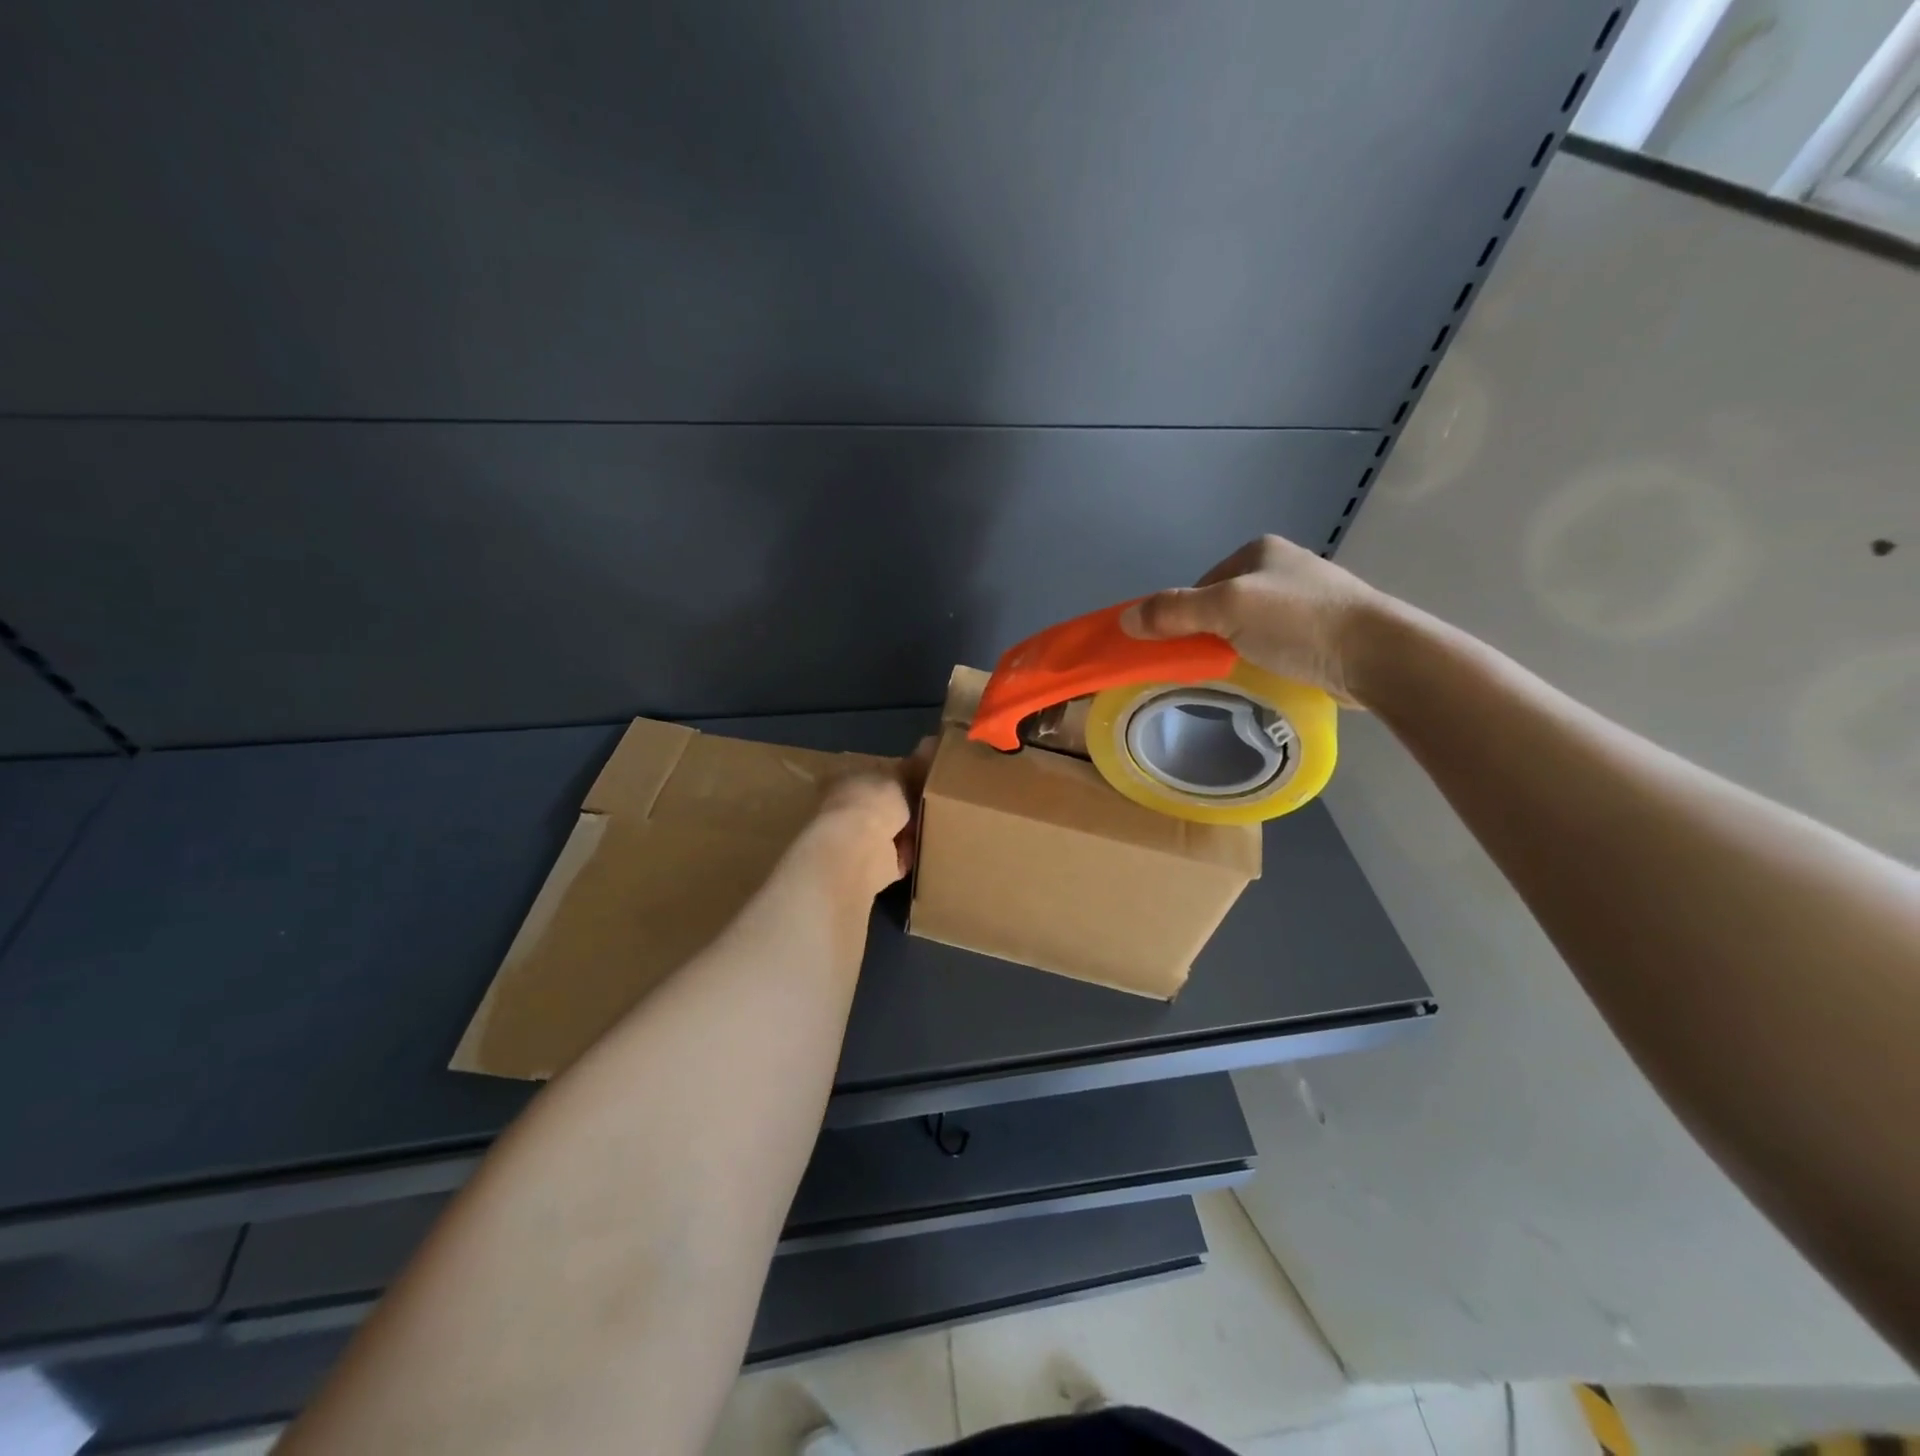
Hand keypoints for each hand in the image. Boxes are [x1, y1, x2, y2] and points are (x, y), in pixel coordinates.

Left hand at [809, 737, 937, 896]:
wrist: (858, 851)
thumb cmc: (872, 800)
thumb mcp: (899, 773)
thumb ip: (915, 765)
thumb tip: (931, 742)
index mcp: (845, 778)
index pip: (873, 771)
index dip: (899, 772)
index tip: (924, 773)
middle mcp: (847, 807)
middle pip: (884, 802)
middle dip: (907, 803)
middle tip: (938, 798)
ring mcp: (857, 838)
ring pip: (892, 829)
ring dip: (911, 829)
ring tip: (941, 821)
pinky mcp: (871, 865)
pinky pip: (899, 856)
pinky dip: (912, 852)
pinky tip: (932, 844)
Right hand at [1123, 534, 1391, 705]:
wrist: (1377, 654)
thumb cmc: (1298, 622)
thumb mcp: (1226, 609)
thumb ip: (1174, 611)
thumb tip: (1125, 620)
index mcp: (1258, 550)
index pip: (1200, 584)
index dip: (1183, 616)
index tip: (1181, 648)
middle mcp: (1283, 567)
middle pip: (1222, 606)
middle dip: (1210, 635)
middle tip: (1208, 665)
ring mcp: (1308, 599)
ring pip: (1249, 627)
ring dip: (1237, 650)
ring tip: (1238, 674)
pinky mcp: (1325, 630)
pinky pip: (1277, 644)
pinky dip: (1265, 659)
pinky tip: (1268, 675)